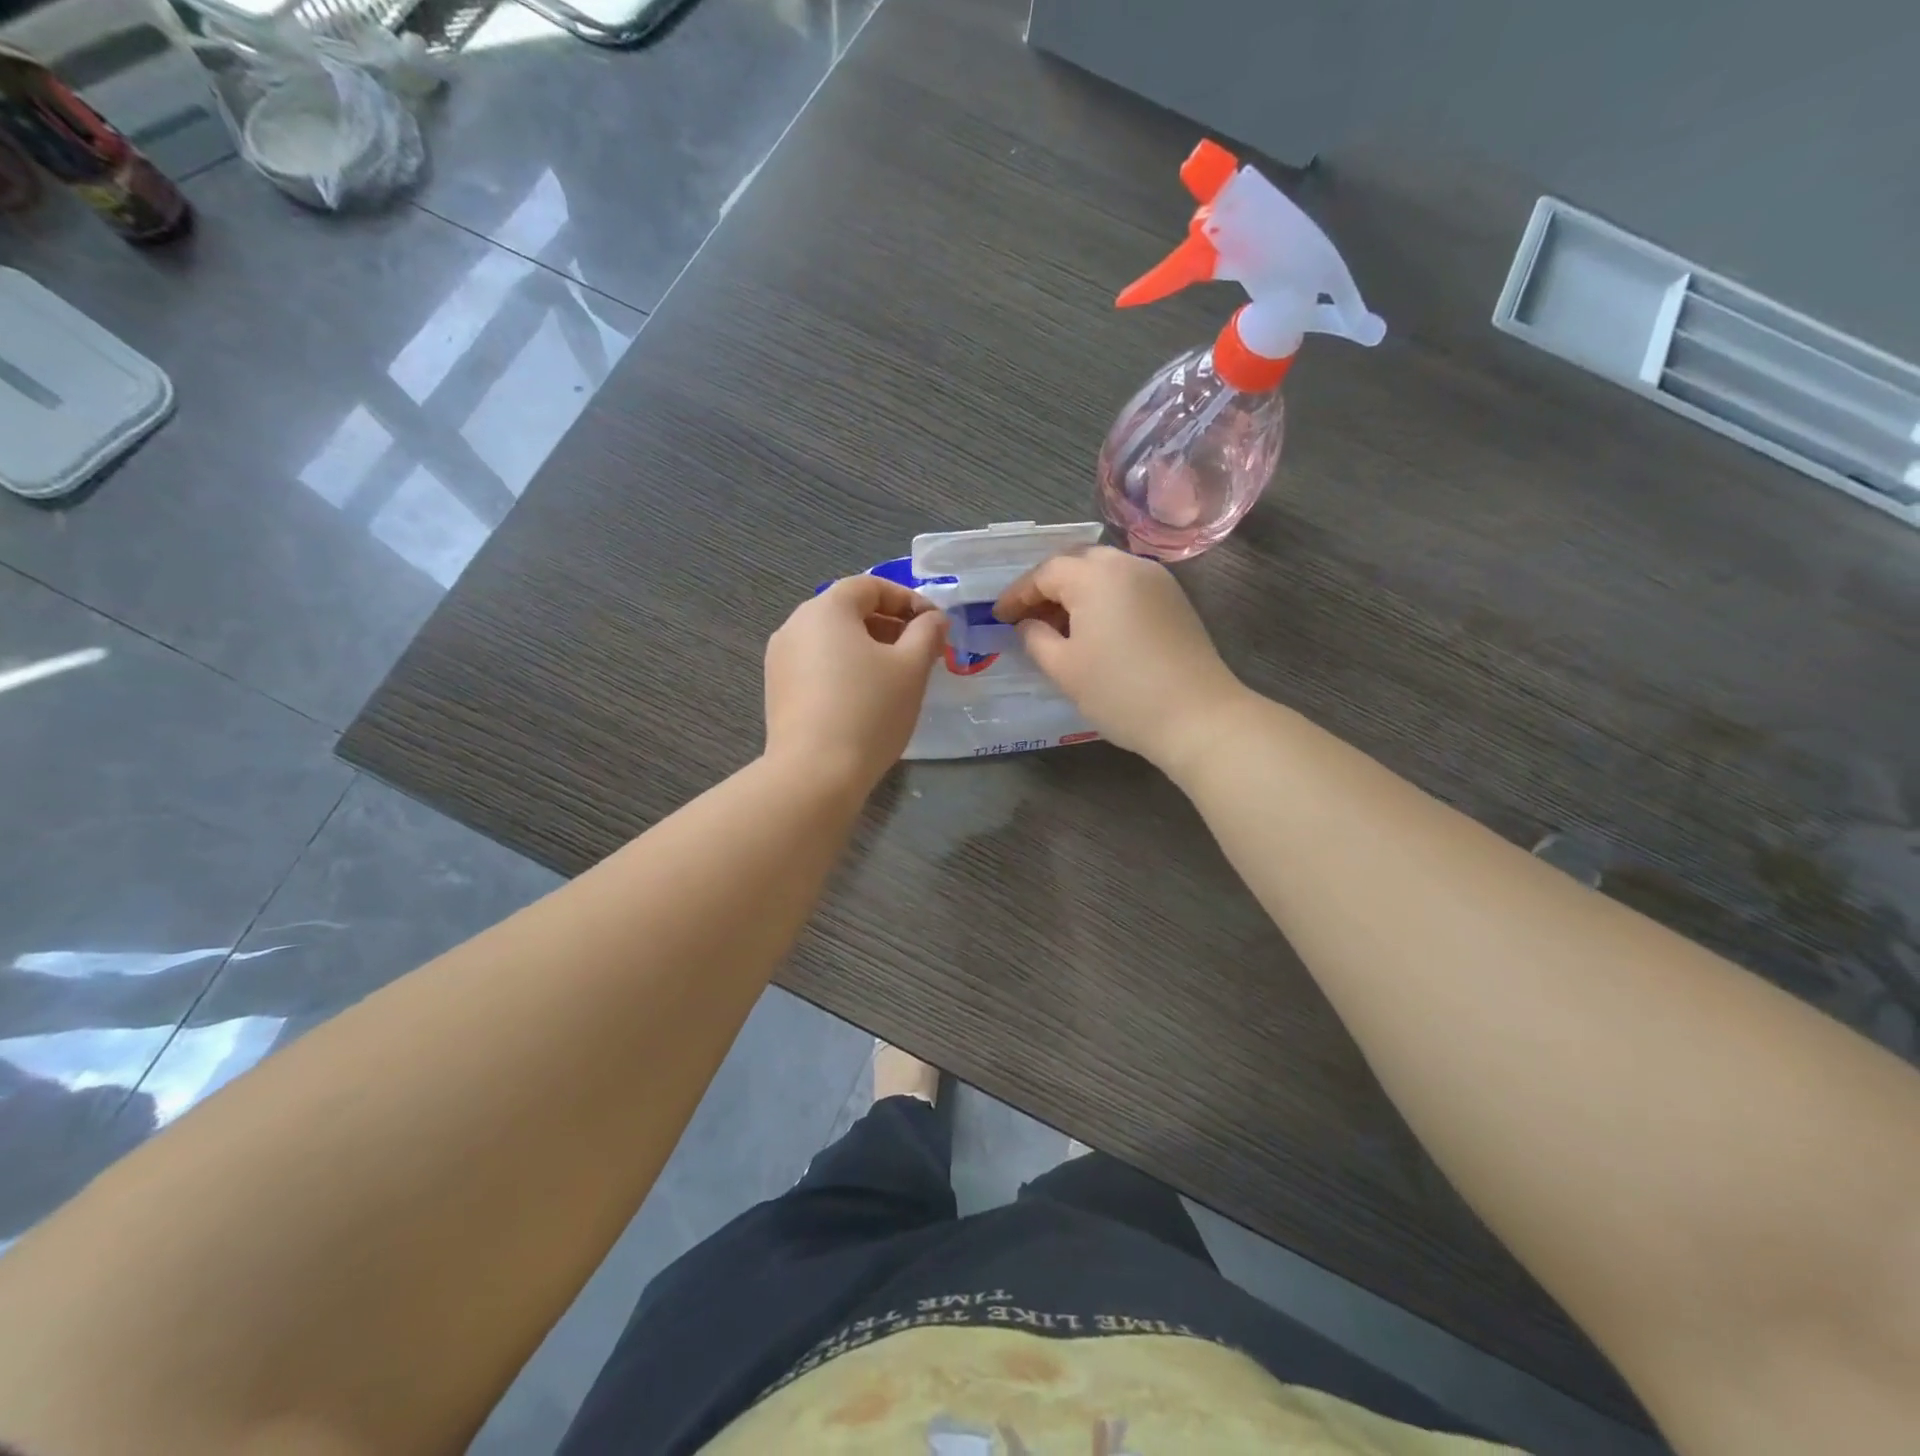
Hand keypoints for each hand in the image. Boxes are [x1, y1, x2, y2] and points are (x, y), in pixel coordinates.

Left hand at [764, 575, 947, 789]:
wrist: (814, 773)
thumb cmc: (869, 710)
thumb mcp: (912, 668)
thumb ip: (927, 633)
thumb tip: (932, 618)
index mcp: (827, 609)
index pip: (871, 586)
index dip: (908, 599)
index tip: (934, 625)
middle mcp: (795, 625)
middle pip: (848, 610)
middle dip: (889, 625)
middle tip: (921, 651)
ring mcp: (780, 659)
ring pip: (832, 640)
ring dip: (868, 648)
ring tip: (897, 676)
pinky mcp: (777, 690)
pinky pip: (817, 665)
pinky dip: (845, 669)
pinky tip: (866, 698)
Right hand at [993, 546, 1245, 765]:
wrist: (1197, 716)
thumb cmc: (1120, 692)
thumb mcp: (1064, 668)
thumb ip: (1036, 638)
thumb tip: (1028, 624)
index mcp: (1095, 575)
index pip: (1045, 573)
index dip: (1017, 595)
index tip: (998, 617)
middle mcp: (1127, 564)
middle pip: (1076, 563)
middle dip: (1047, 587)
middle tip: (1027, 617)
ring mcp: (1156, 580)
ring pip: (1104, 572)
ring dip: (1076, 593)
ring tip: (1057, 627)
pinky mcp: (1174, 600)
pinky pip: (1126, 587)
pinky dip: (1103, 599)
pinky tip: (1093, 630)